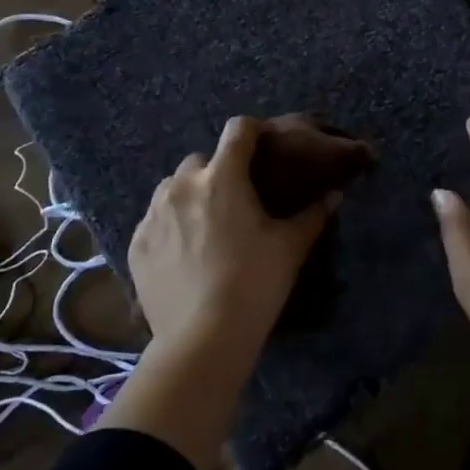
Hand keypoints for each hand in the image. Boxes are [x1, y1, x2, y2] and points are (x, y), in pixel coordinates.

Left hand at [128, 116, 339, 356]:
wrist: (203, 339)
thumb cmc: (254, 284)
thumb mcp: (290, 248)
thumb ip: (313, 215)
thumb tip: (333, 195)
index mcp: (222, 177)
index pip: (238, 130)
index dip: (253, 132)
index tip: (264, 148)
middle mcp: (182, 185)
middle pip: (201, 160)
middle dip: (218, 171)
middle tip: (235, 200)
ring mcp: (153, 214)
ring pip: (172, 188)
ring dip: (190, 196)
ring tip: (206, 226)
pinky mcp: (135, 244)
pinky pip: (154, 221)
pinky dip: (169, 226)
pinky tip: (184, 254)